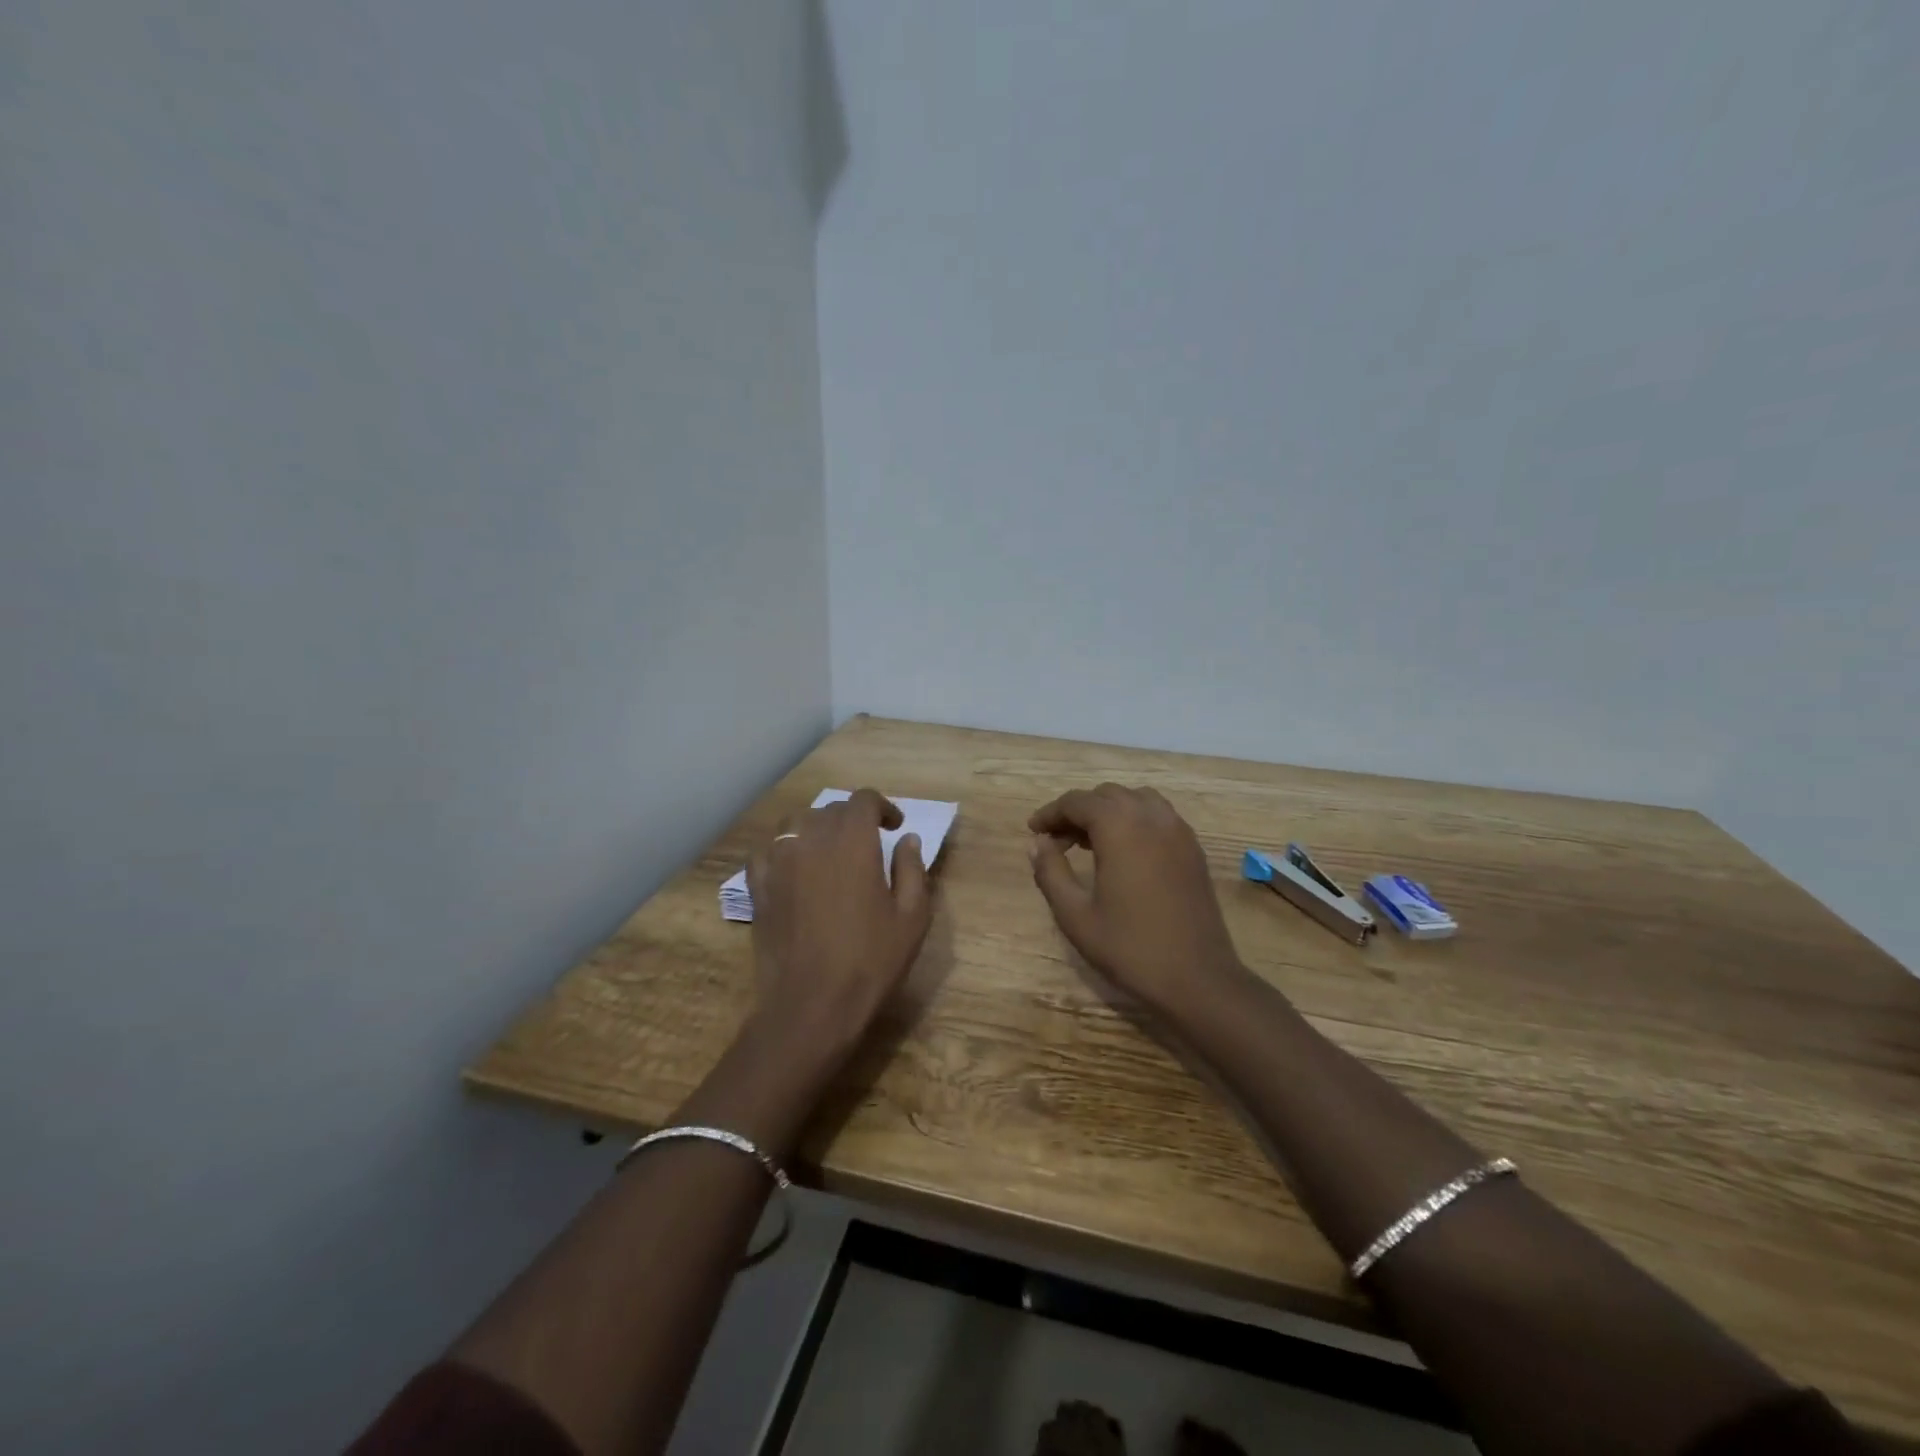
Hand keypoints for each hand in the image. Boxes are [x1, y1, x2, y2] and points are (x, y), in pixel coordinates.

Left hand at [746, 789, 932, 1057]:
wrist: (811, 1004)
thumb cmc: (870, 961)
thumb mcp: (911, 917)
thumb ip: (912, 870)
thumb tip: (908, 840)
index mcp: (852, 841)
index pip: (863, 800)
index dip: (881, 807)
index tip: (894, 827)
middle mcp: (812, 839)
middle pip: (830, 810)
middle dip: (852, 820)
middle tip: (868, 845)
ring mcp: (778, 861)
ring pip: (795, 823)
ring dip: (816, 829)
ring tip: (828, 851)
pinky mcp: (757, 886)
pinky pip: (766, 851)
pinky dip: (782, 849)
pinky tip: (792, 867)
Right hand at [1028, 785, 1244, 1011]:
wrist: (1198, 979)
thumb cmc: (1130, 948)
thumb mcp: (1076, 915)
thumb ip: (1051, 872)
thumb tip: (1037, 844)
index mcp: (1120, 827)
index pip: (1077, 802)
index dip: (1050, 813)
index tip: (1033, 832)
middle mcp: (1151, 817)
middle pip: (1106, 795)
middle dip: (1078, 811)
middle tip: (1057, 842)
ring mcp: (1178, 830)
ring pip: (1135, 800)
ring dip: (1108, 811)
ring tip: (1089, 841)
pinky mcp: (1193, 848)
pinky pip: (1158, 815)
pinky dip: (1134, 820)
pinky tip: (1124, 851)